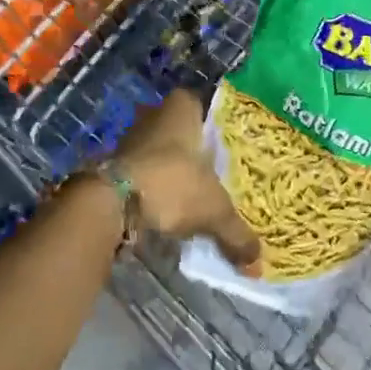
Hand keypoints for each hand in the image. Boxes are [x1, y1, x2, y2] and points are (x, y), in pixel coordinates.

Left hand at [112, 89, 262, 273]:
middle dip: (193, 152)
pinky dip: (152, 185)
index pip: (205, 108)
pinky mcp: (114, 162)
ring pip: (160, 151)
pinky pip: (142, 170)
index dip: (216, 129)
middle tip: (213, 175)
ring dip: (170, 170)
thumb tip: (258, 262)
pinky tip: (164, 207)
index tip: (227, 150)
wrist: (112, 201)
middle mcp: (156, 113)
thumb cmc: (173, 184)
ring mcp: (132, 136)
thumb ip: (237, 233)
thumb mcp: (215, 210)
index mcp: (183, 107)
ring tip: (190, 196)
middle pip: (182, 131)